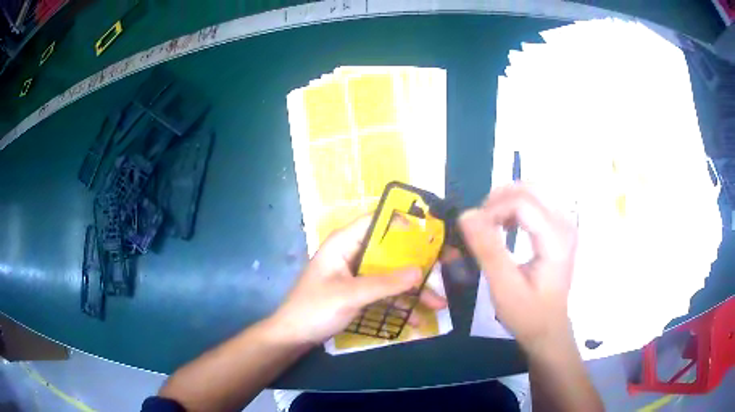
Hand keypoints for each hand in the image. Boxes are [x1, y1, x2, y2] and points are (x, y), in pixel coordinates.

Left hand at [269, 216, 447, 345]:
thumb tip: (420, 271)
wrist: (294, 336)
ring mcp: (357, 276)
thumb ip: (385, 283)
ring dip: (413, 290)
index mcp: (344, 243)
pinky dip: (399, 304)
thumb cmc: (315, 309)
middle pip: (390, 251)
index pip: (376, 221)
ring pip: (391, 275)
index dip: (403, 222)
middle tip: (448, 265)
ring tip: (439, 304)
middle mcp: (353, 254)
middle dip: (417, 263)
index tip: (432, 231)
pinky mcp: (359, 293)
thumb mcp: (350, 295)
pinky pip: (384, 293)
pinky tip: (416, 320)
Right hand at [459, 184, 576, 352]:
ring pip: (532, 192)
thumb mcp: (504, 288)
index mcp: (556, 239)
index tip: (472, 231)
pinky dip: (515, 207)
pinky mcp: (560, 228)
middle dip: (498, 199)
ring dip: (506, 202)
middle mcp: (565, 224)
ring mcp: (565, 224)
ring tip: (489, 225)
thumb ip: (487, 250)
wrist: (549, 329)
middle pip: (529, 190)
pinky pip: (536, 202)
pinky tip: (505, 226)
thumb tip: (466, 215)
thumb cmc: (528, 314)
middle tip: (479, 223)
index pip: (522, 203)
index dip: (492, 210)